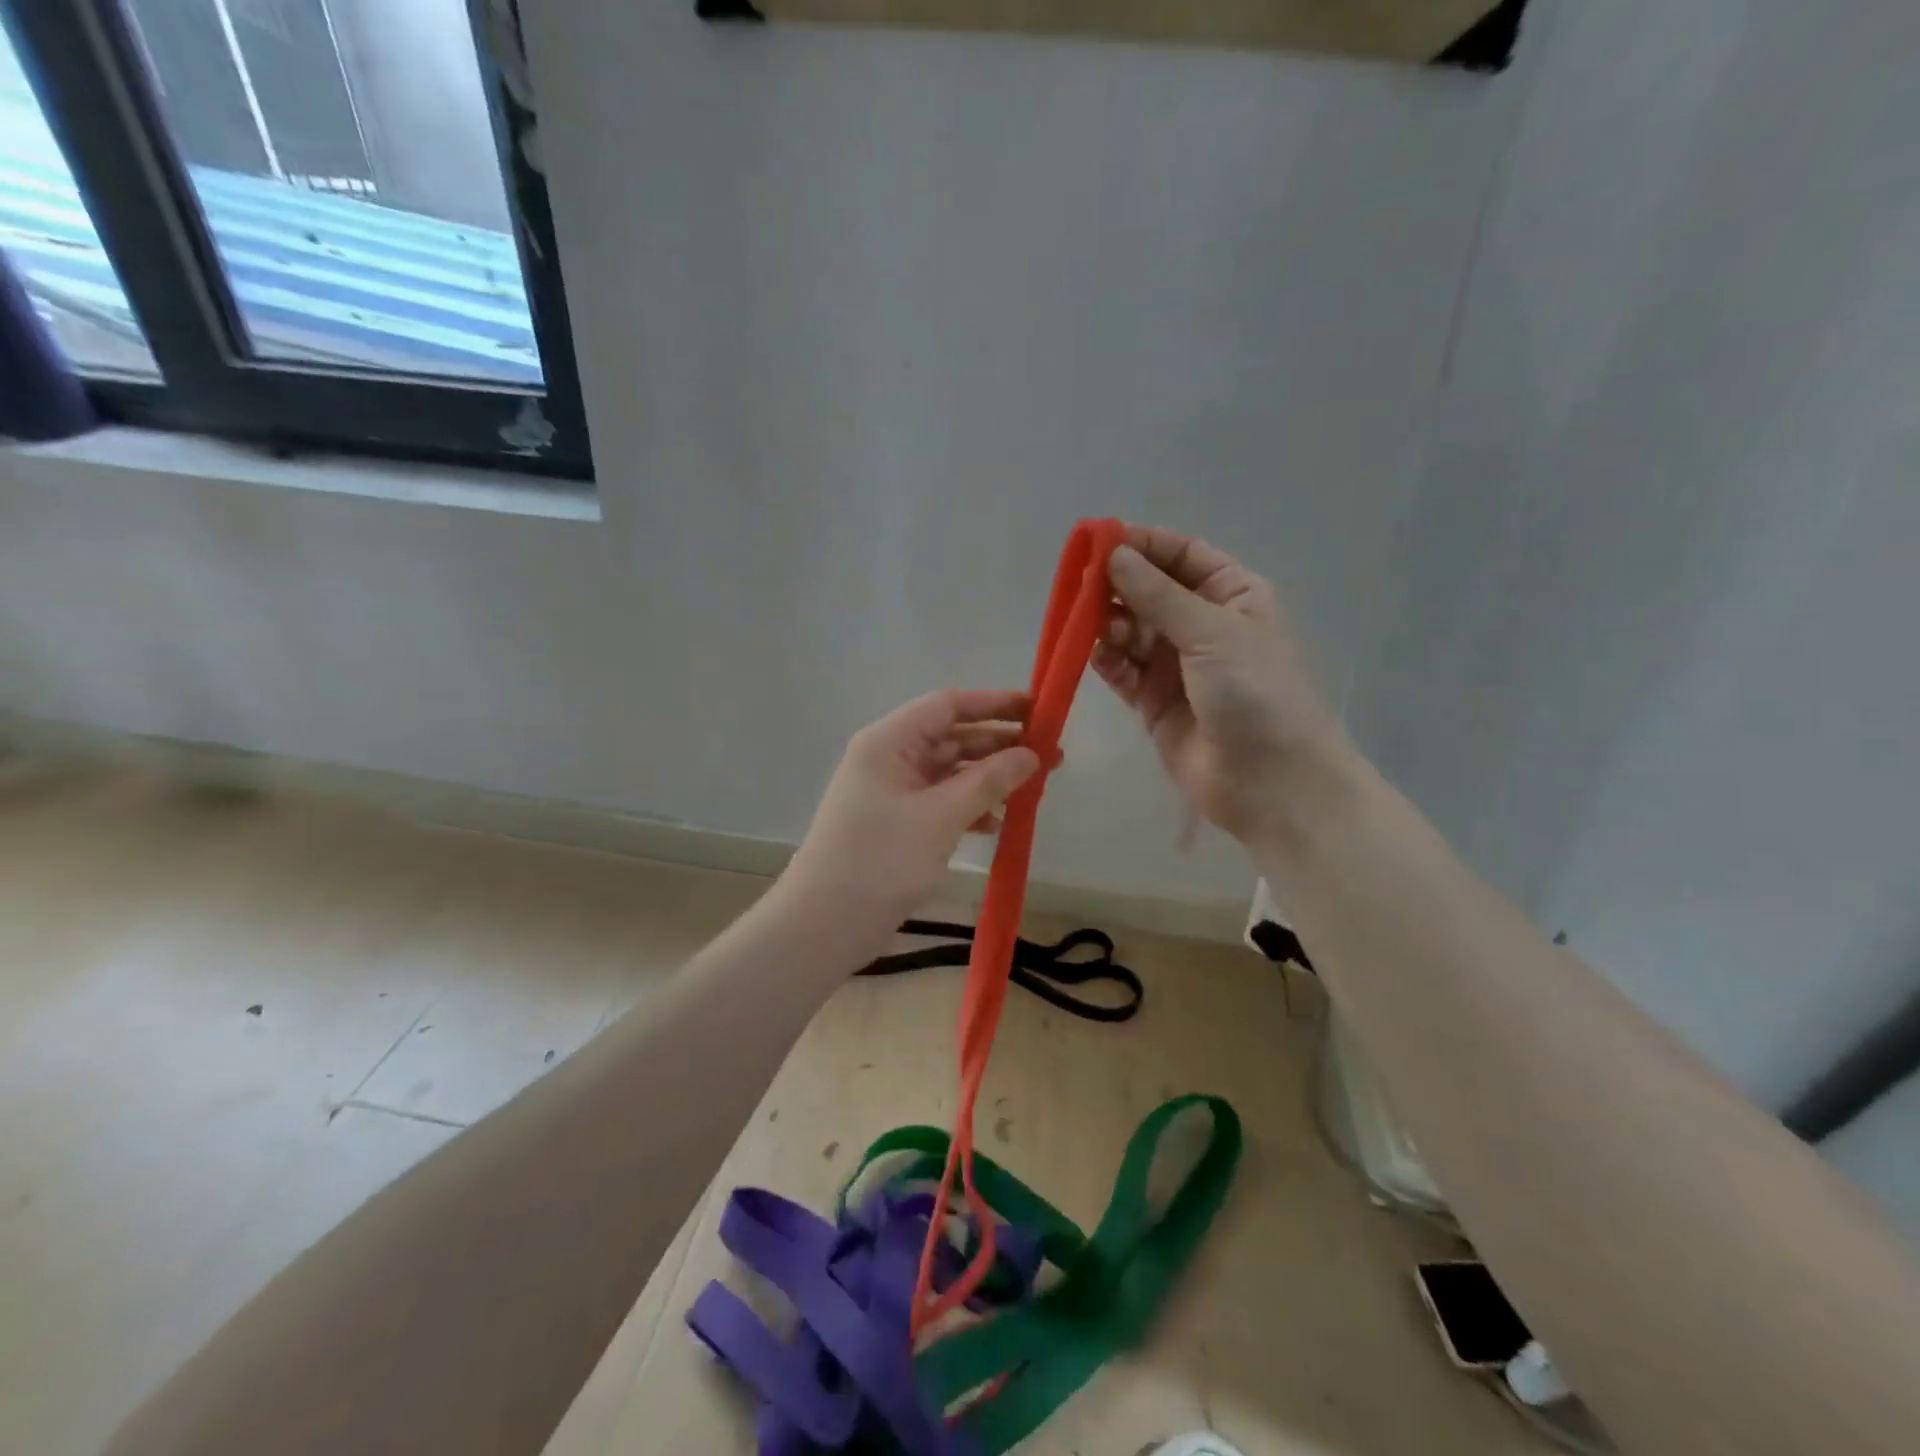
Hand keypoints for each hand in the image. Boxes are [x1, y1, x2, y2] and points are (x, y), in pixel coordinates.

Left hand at [784, 690, 1041, 926]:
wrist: (823, 925)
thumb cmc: (880, 860)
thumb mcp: (941, 817)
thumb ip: (988, 781)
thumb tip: (1031, 754)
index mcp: (889, 741)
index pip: (948, 705)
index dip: (995, 704)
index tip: (1039, 710)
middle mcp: (889, 758)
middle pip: (952, 737)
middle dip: (1000, 745)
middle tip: (1051, 756)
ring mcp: (892, 792)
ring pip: (949, 772)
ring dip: (989, 779)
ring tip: (1033, 789)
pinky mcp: (897, 824)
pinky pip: (941, 802)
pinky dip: (970, 808)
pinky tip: (998, 824)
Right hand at [1093, 525, 1347, 842]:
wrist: (1269, 781)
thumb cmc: (1255, 692)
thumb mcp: (1211, 632)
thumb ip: (1158, 595)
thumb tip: (1114, 554)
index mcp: (1232, 595)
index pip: (1182, 555)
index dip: (1143, 544)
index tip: (1099, 540)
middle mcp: (1202, 625)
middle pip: (1149, 591)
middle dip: (1117, 586)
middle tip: (1081, 586)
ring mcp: (1175, 665)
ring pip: (1130, 630)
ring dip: (1109, 625)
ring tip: (1094, 628)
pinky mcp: (1153, 702)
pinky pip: (1122, 670)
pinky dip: (1107, 661)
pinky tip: (1095, 656)